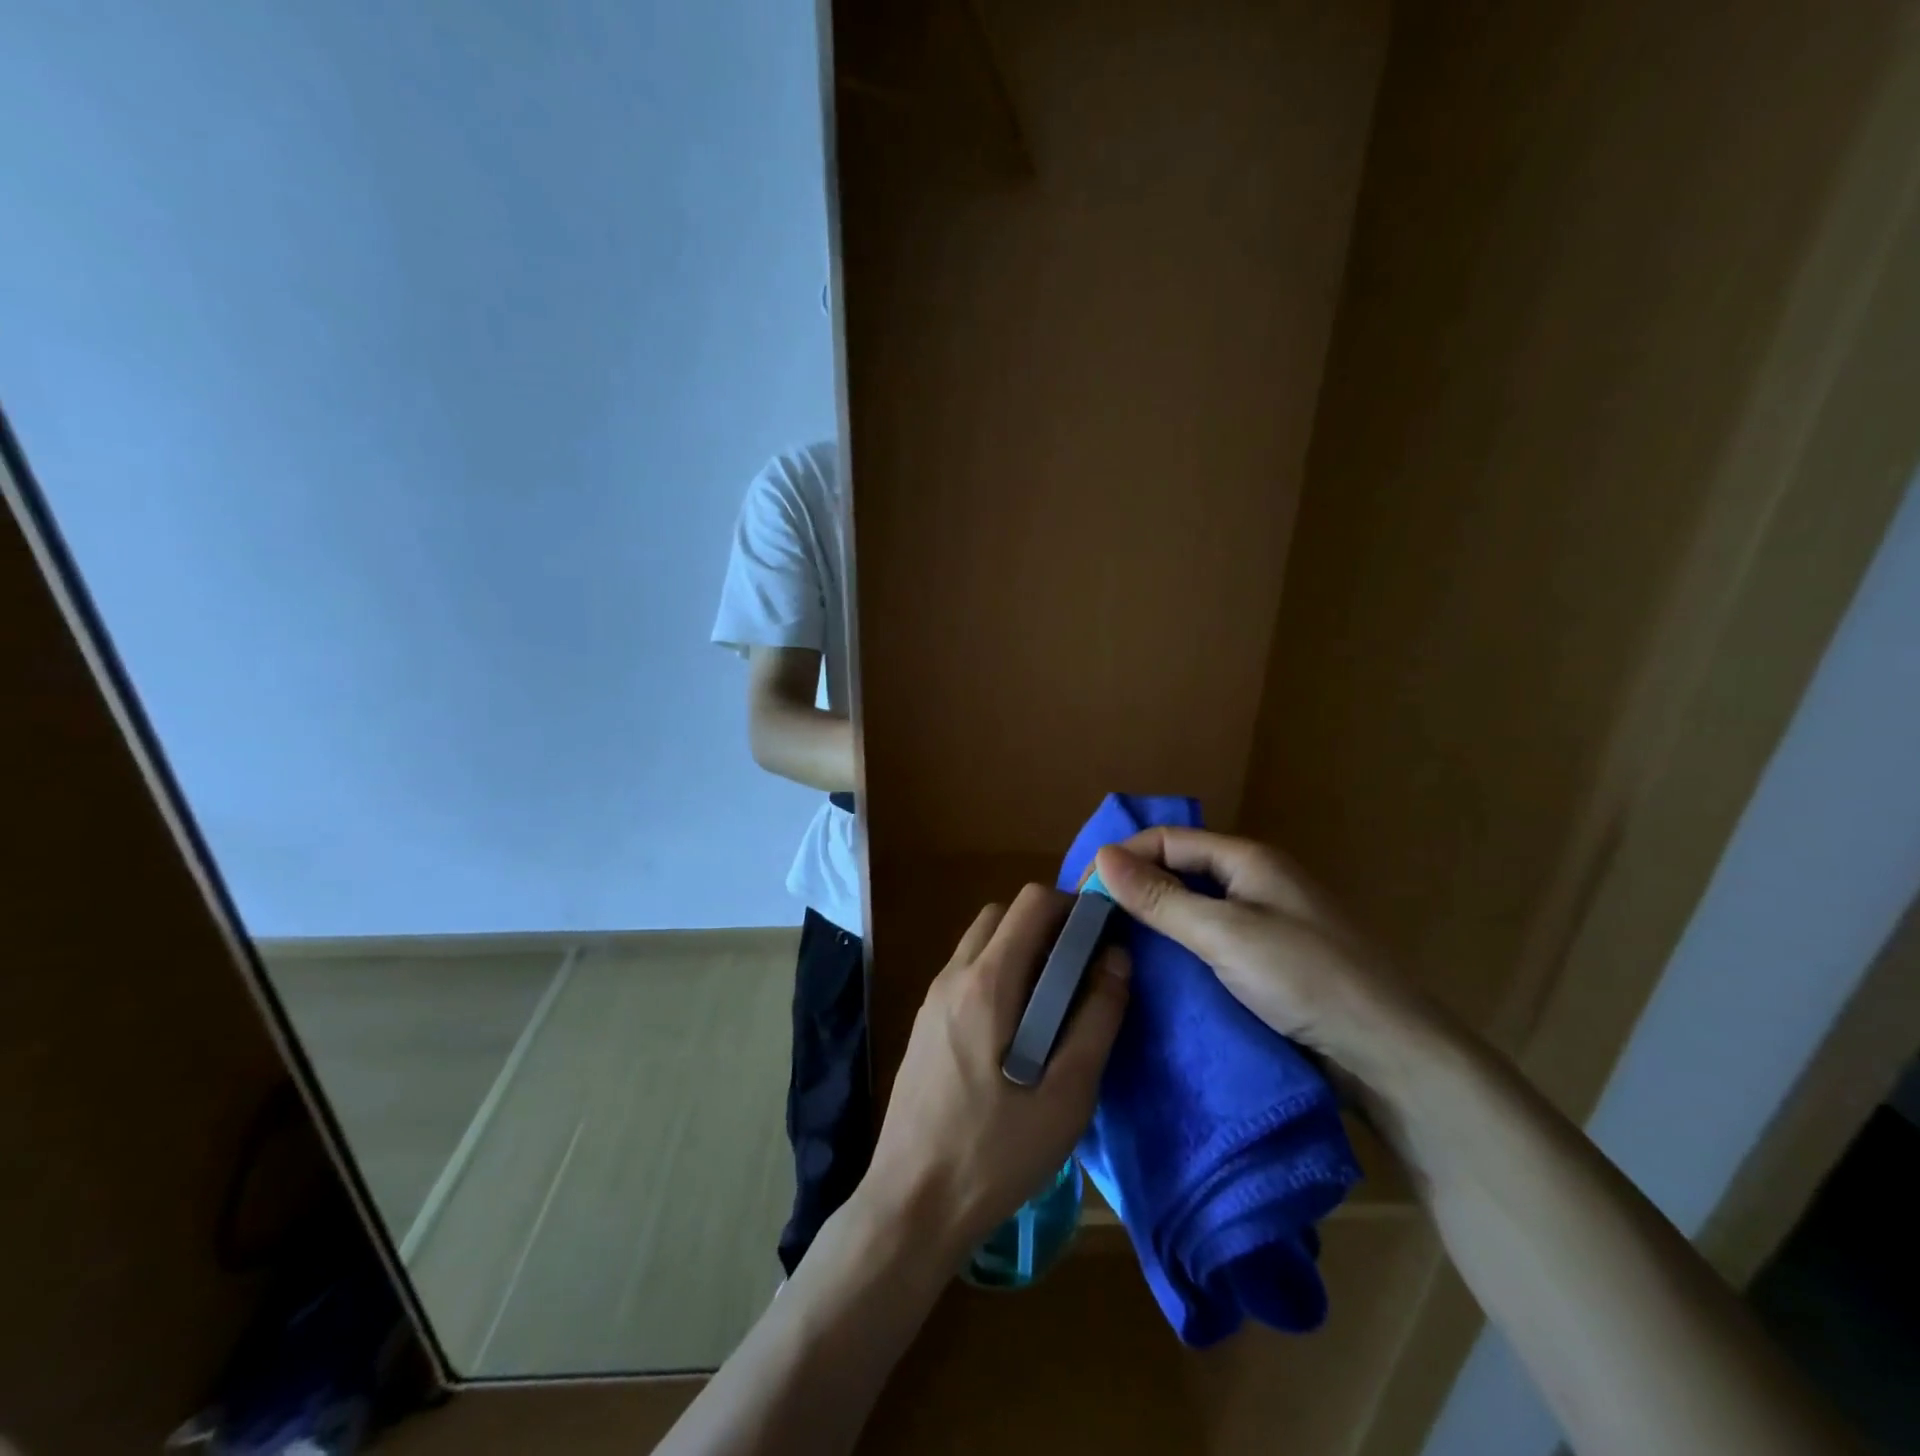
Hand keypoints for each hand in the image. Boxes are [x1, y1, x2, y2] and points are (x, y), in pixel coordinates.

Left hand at [860, 885, 1130, 1261]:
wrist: (912, 1202)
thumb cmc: (995, 1152)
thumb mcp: (1066, 1096)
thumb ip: (1096, 1020)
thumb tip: (1117, 959)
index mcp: (986, 982)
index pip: (1030, 903)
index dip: (1072, 906)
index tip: (1101, 936)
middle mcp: (953, 976)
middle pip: (1001, 914)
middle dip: (1045, 924)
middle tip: (1081, 968)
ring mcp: (932, 999)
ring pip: (980, 942)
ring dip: (1019, 949)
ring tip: (1055, 1001)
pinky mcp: (924, 1024)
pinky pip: (965, 973)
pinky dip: (997, 974)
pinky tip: (1018, 1030)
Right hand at [1093, 829, 1426, 1072]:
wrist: (1390, 1054)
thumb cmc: (1306, 979)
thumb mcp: (1224, 934)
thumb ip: (1161, 898)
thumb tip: (1101, 857)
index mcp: (1248, 860)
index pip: (1168, 840)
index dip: (1124, 859)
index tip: (1083, 895)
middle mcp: (1256, 882)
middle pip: (1181, 871)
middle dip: (1136, 890)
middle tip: (1092, 925)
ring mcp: (1266, 924)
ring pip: (1195, 908)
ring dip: (1157, 923)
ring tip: (1115, 949)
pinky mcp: (1271, 962)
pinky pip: (1212, 941)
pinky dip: (1182, 950)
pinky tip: (1159, 973)